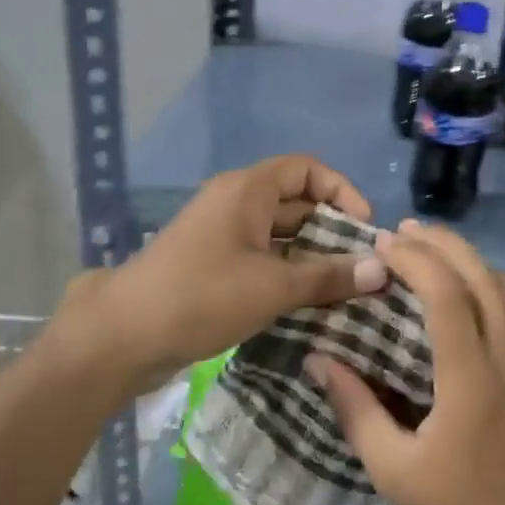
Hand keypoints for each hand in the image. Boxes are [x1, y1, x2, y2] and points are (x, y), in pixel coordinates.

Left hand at [57, 155, 387, 395]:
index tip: (364, 228)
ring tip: (346, 288)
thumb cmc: (202, 296)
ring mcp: (221, 234)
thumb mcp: (273, 286)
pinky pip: (262, 257)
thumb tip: (381, 269)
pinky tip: (310, 303)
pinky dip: (288, 272)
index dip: (342, 191)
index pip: (307, 169)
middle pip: (296, 202)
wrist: (123, 335)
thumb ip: (329, 276)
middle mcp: (235, 202)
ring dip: (312, 256)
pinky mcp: (213, 264)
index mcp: (247, 190)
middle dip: (332, 229)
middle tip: (363, 266)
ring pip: (280, 235)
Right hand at [307, 221, 504, 504]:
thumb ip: (356, 411)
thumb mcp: (397, 474)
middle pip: (478, 273)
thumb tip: (319, 360)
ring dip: (465, 255)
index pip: (446, 293)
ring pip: (503, 281)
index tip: (382, 244)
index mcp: (471, 376)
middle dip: (439, 242)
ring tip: (429, 247)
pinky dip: (487, 277)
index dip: (413, 259)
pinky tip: (467, 284)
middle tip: (401, 231)